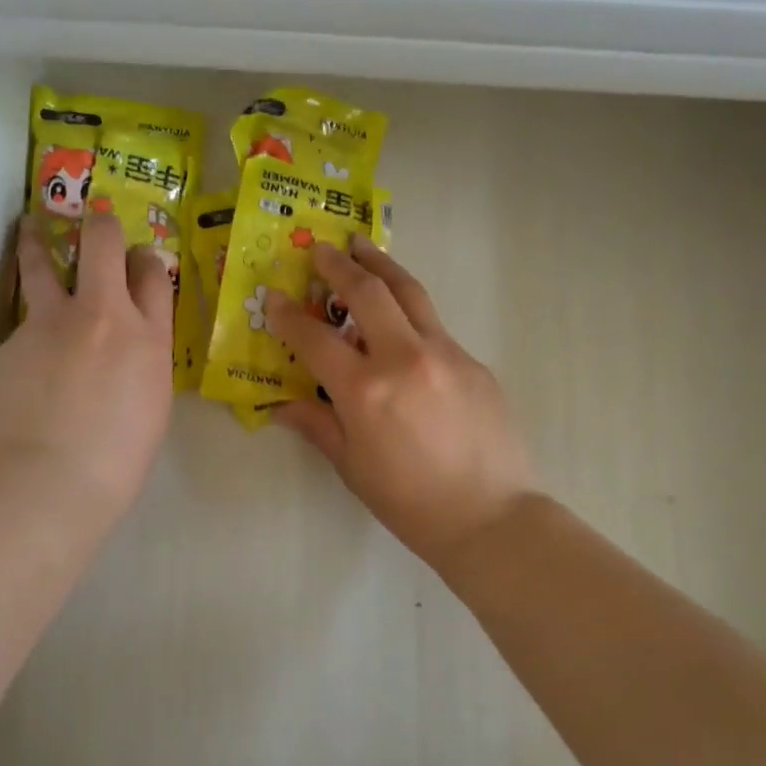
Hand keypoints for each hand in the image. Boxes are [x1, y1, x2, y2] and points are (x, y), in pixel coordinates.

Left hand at [0, 213, 174, 516]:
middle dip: (100, 226)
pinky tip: (22, 374)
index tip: (138, 259)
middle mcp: (102, 314)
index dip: (146, 259)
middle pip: (104, 244)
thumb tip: (125, 348)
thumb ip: (141, 363)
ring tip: (29, 228)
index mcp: (148, 338)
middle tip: (93, 221)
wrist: (51, 475)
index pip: (153, 274)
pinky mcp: (11, 341)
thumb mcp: (151, 405)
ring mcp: (51, 322)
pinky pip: (21, 329)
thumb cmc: (118, 457)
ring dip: (37, 241)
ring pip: (43, 263)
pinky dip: (25, 340)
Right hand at [266, 236, 538, 571]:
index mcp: (365, 390)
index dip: (288, 315)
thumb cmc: (410, 502)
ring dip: (382, 265)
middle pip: (368, 293)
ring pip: (410, 293)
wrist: (491, 519)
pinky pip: (435, 327)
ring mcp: (446, 354)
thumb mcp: (352, 467)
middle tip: (322, 249)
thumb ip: (317, 426)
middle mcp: (405, 358)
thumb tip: (282, 406)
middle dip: (340, 265)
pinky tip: (401, 325)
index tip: (274, 297)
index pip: (315, 338)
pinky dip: (410, 313)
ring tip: (364, 246)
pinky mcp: (474, 362)